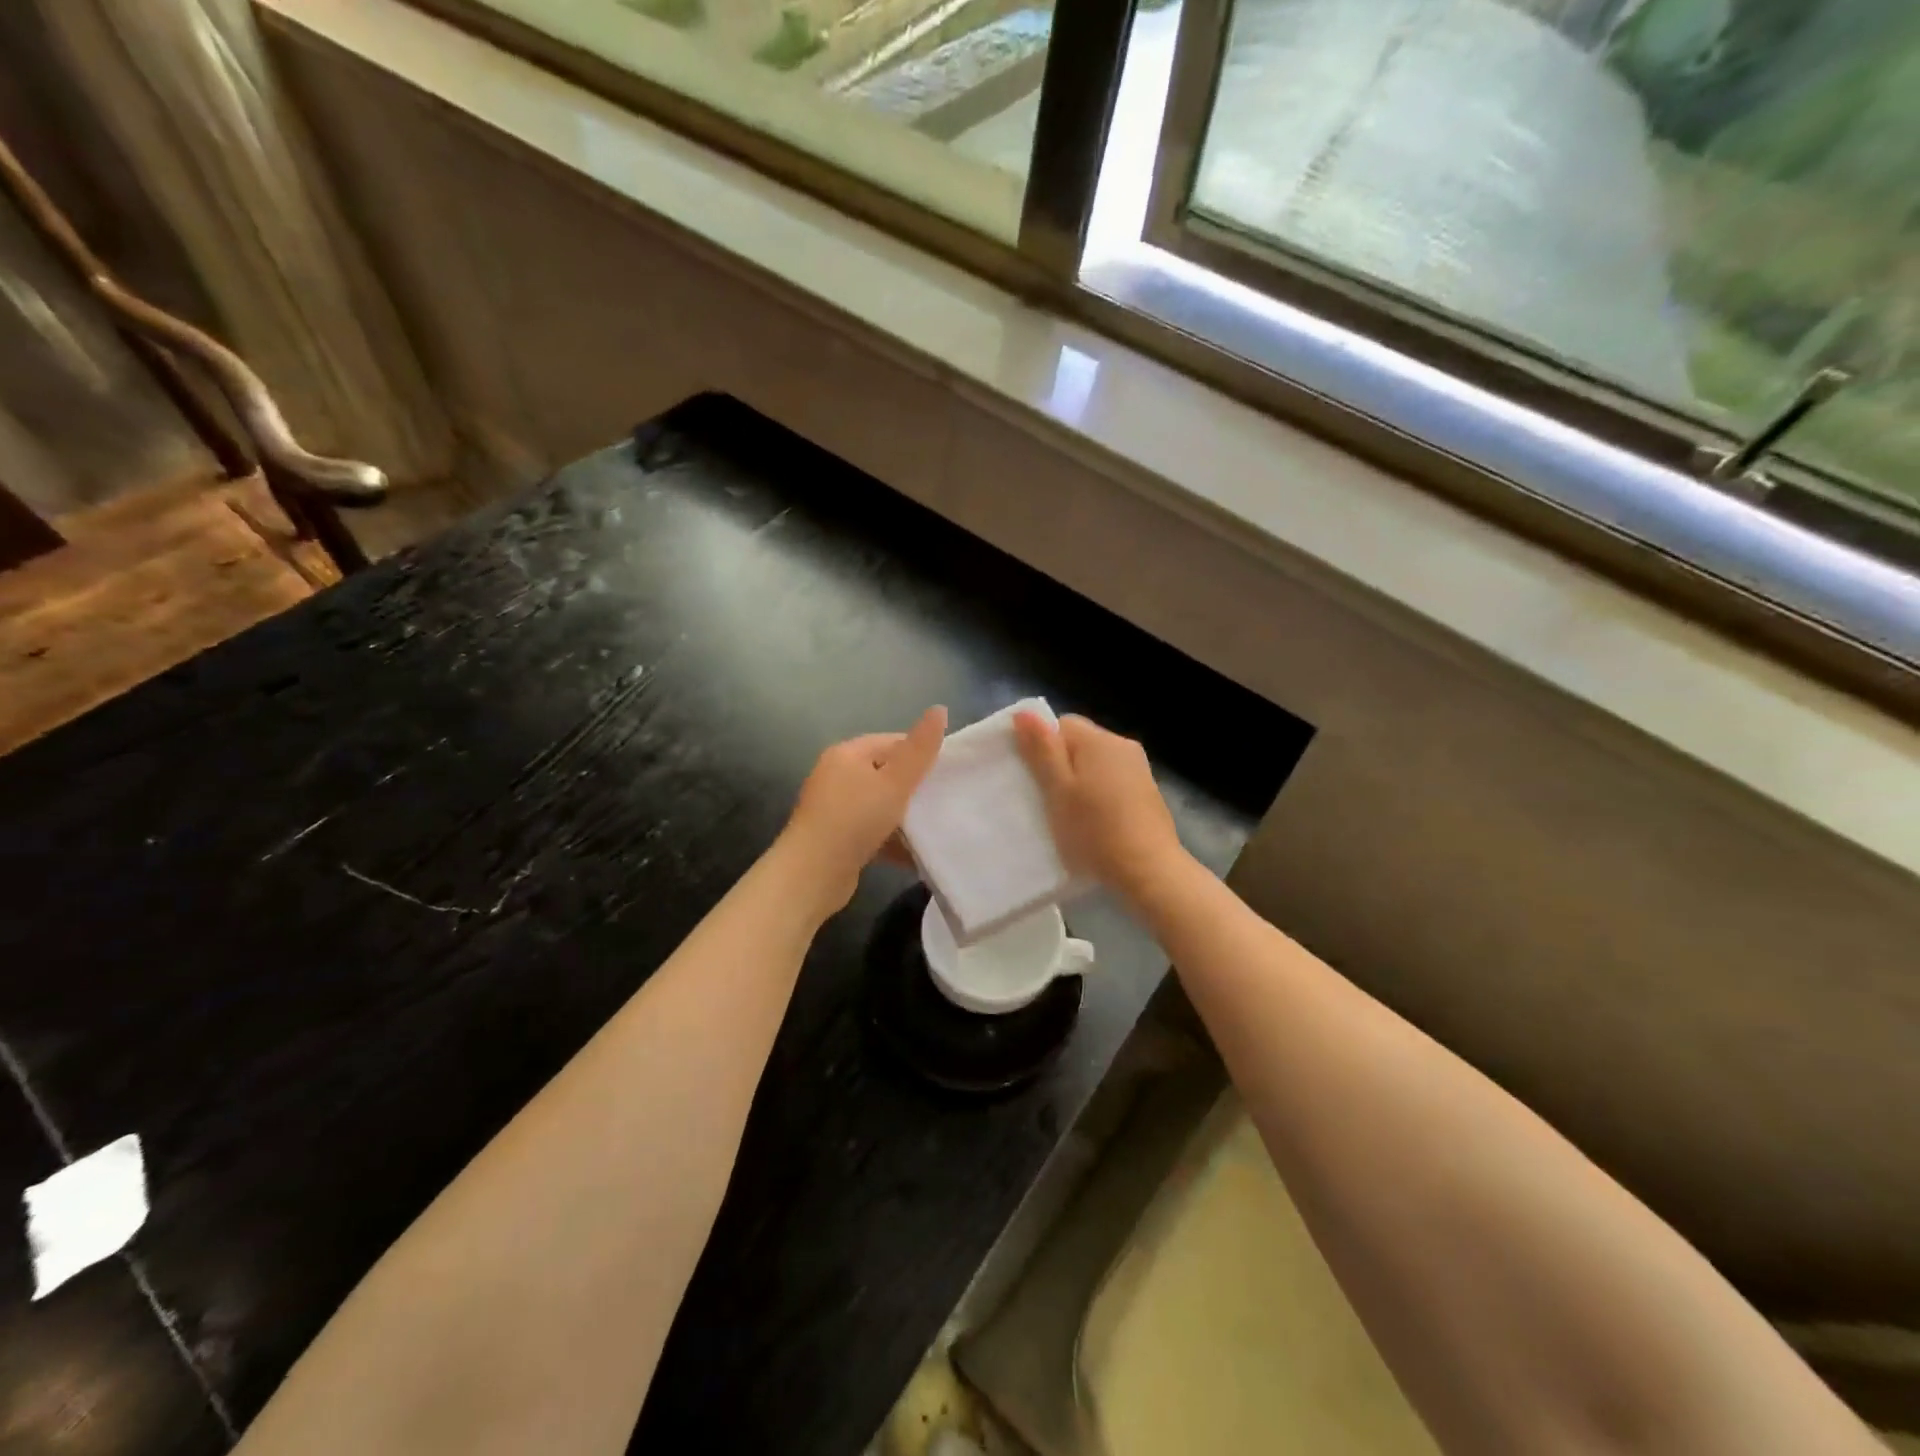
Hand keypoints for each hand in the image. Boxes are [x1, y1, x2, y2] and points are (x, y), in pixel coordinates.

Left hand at [781, 706, 946, 913]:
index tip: (949, 773)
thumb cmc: (855, 819)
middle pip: (886, 773)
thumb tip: (939, 709)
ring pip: (880, 804)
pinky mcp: (837, 837)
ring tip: (935, 826)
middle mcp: (837, 776)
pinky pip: (872, 831)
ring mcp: (835, 808)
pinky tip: (915, 852)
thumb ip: (920, 749)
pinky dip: (892, 839)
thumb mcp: (895, 782)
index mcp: (847, 754)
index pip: (892, 742)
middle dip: (915, 787)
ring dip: (905, 817)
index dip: (921, 754)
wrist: (813, 875)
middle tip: (946, 799)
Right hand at [1015, 712, 1185, 900]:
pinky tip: (1095, 822)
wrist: (1149, 871)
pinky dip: (1099, 794)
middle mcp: (1123, 745)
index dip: (1043, 748)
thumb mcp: (1058, 790)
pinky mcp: (1147, 791)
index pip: (1061, 724)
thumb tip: (1024, 713)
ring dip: (1080, 781)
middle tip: (1049, 799)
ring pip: (1096, 763)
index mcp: (1099, 740)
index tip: (1037, 779)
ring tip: (1070, 814)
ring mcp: (1139, 768)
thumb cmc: (1095, 830)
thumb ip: (1042, 751)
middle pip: (1080, 742)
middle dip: (1061, 765)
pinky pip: (1112, 780)